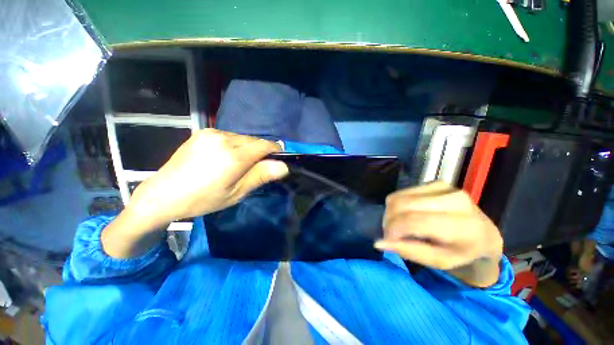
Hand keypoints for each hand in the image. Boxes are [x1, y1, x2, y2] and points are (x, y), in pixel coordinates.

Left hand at [129, 129, 288, 225]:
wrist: (164, 194)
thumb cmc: (203, 199)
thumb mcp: (236, 193)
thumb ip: (260, 176)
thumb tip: (284, 166)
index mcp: (233, 156)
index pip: (265, 145)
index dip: (275, 151)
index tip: (277, 161)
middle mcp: (224, 139)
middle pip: (255, 140)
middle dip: (261, 151)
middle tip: (256, 168)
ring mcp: (212, 133)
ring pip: (243, 137)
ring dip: (248, 148)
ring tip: (240, 164)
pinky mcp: (204, 132)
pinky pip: (230, 136)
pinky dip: (235, 144)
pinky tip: (226, 157)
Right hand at [375, 182, 502, 286]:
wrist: (483, 232)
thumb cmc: (462, 252)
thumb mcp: (438, 261)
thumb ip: (409, 251)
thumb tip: (379, 242)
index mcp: (463, 225)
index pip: (414, 221)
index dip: (393, 230)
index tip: (387, 240)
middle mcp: (454, 199)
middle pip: (401, 205)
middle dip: (389, 220)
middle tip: (392, 234)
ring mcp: (443, 187)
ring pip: (398, 197)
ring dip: (391, 213)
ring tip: (399, 225)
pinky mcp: (434, 182)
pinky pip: (401, 193)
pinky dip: (397, 205)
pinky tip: (406, 214)